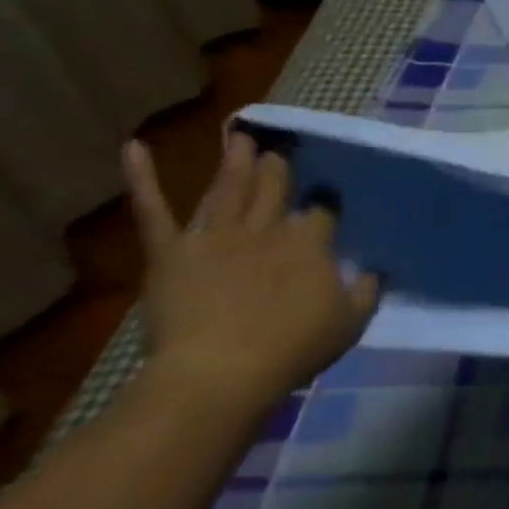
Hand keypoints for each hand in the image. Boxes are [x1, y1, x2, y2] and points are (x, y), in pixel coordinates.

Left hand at [123, 134, 378, 415]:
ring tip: (239, 136)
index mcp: (310, 243)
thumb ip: (366, 290)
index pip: (322, 211)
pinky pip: (153, 210)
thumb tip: (374, 270)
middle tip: (279, 151)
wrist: (221, 371)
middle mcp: (266, 228)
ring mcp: (215, 235)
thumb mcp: (350, 322)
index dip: (325, 202)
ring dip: (234, 161)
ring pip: (227, 189)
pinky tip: (134, 147)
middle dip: (278, 168)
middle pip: (274, 189)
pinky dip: (142, 178)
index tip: (328, 196)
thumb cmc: (294, 348)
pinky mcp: (171, 250)